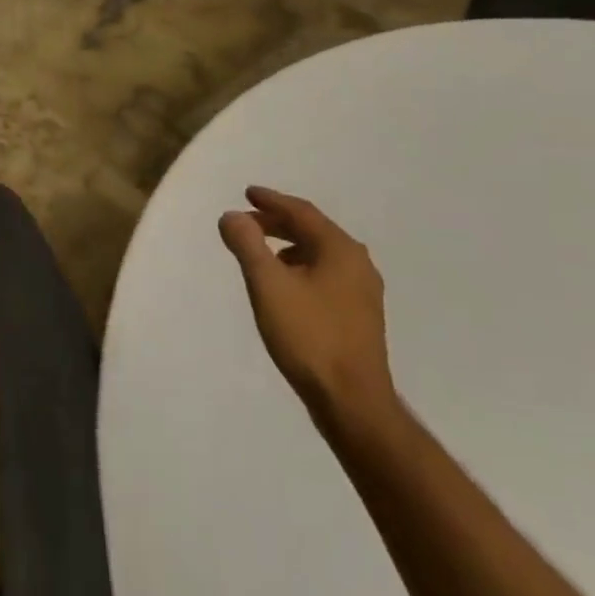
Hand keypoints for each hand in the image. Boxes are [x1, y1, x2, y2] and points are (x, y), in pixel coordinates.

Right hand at [219, 187, 394, 425]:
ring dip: (288, 246)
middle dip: (277, 223)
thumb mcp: (268, 284)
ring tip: (260, 252)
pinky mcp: (359, 315)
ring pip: (320, 254)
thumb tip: (232, 216)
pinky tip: (284, 284)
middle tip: (246, 222)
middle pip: (312, 230)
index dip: (271, 201)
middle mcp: (358, 264)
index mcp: (340, 250)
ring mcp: (363, 292)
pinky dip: (300, 266)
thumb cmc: (308, 335)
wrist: (351, 401)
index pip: (301, 212)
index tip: (247, 194)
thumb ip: (247, 244)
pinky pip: (326, 274)